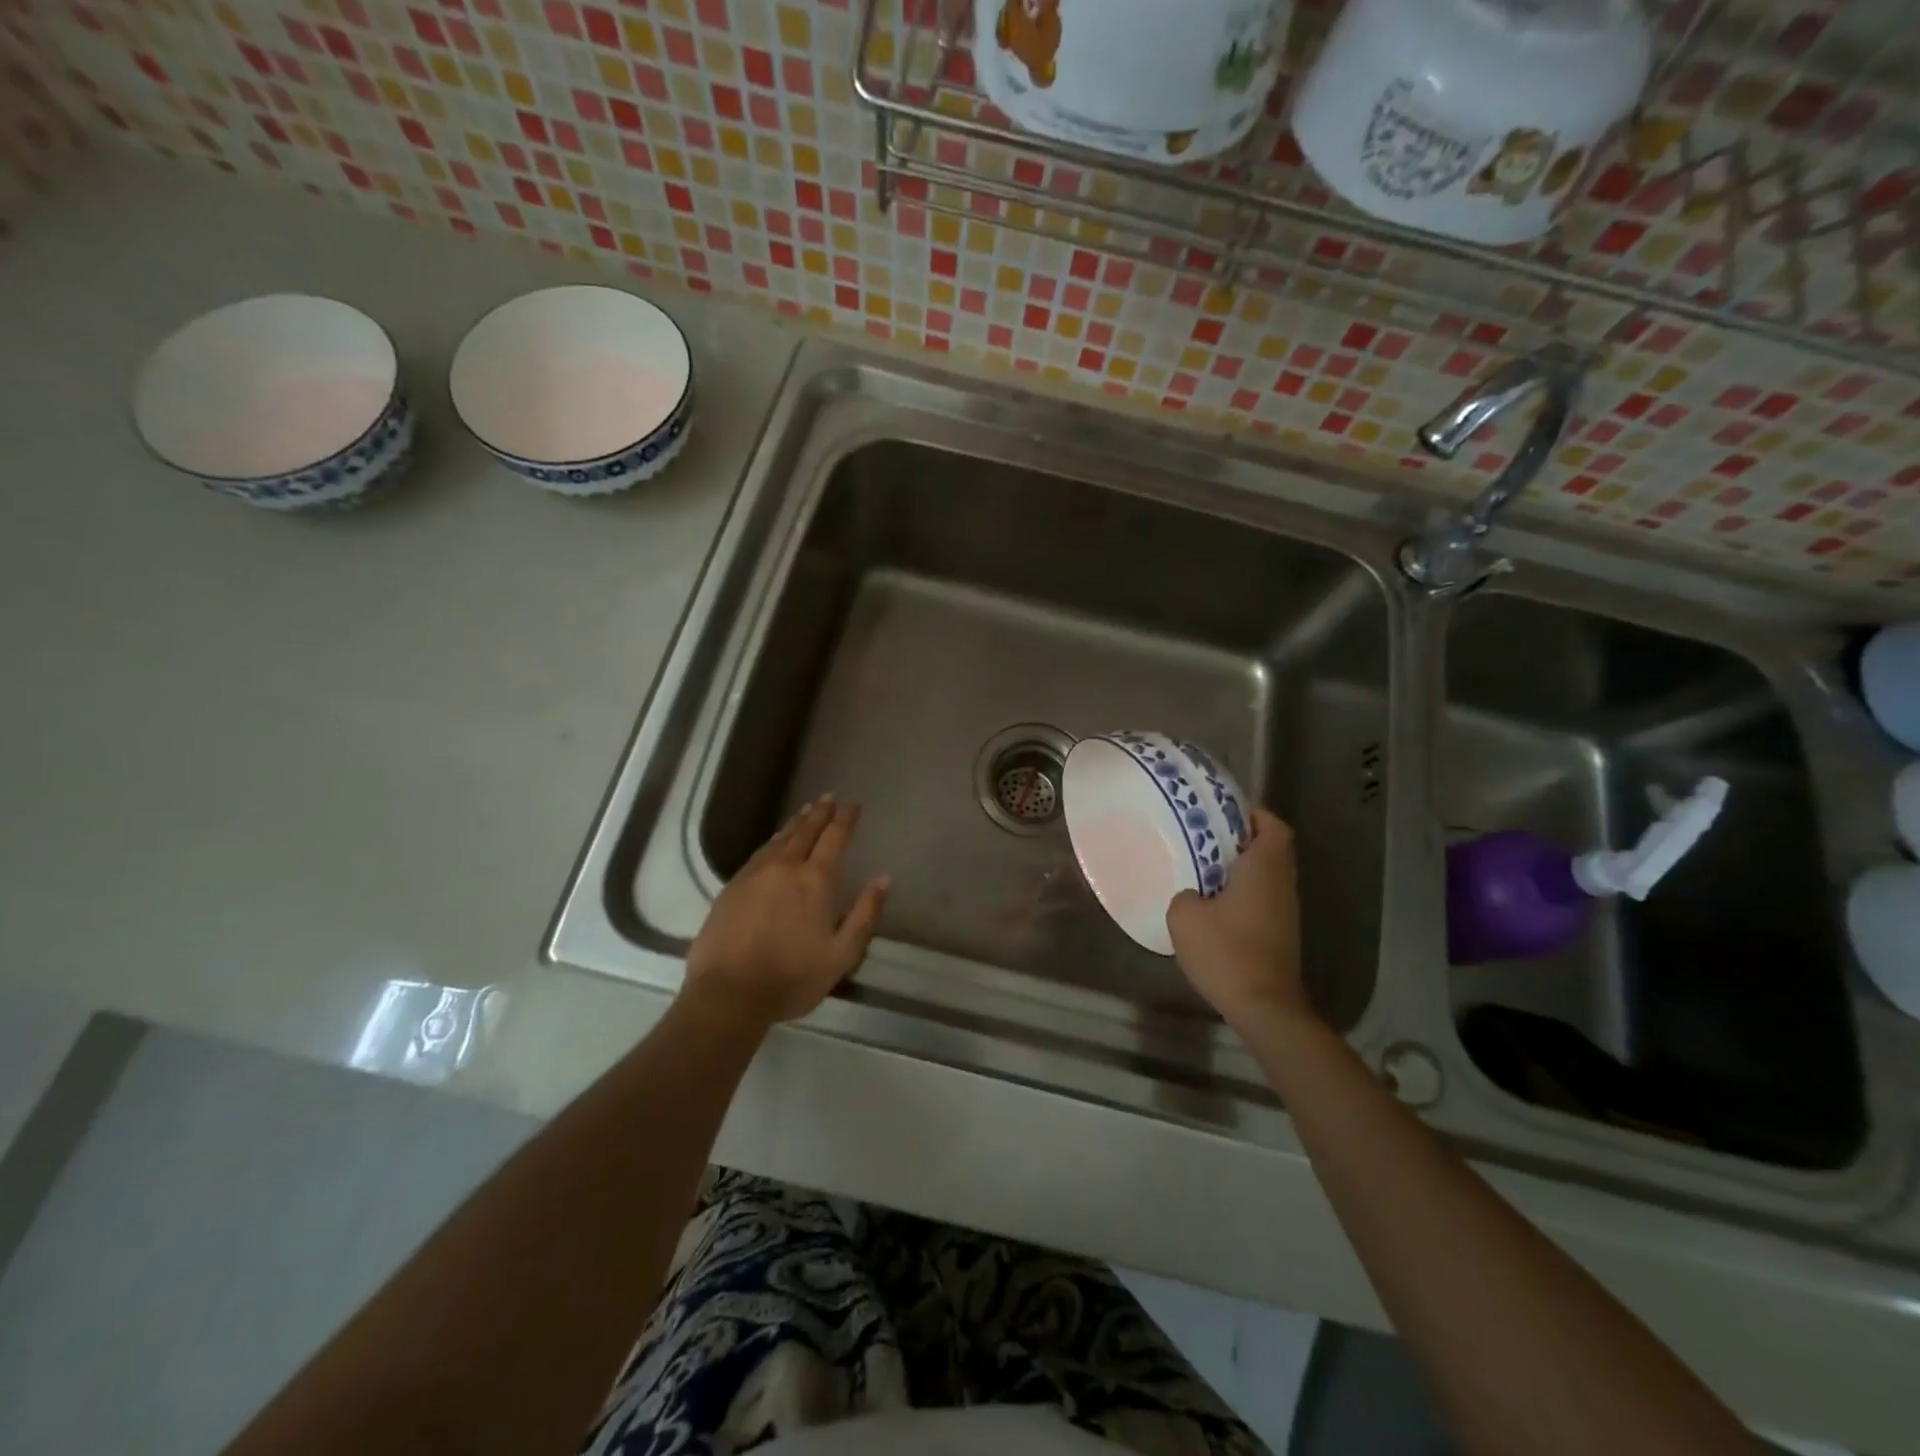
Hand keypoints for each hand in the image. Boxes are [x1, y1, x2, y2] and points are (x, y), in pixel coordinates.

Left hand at [684, 796, 889, 1029]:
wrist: (728, 994)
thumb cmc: (792, 978)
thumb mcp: (842, 954)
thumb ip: (865, 914)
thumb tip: (884, 878)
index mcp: (815, 880)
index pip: (834, 838)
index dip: (845, 819)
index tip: (853, 804)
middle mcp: (785, 868)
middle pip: (806, 832)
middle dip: (820, 813)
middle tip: (829, 798)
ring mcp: (755, 874)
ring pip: (780, 839)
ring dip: (796, 823)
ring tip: (805, 811)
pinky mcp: (732, 887)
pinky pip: (759, 853)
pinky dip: (773, 840)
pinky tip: (775, 842)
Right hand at [1167, 808, 1310, 1029]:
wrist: (1264, 1006)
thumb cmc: (1226, 951)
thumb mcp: (1184, 916)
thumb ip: (1185, 895)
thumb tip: (1193, 896)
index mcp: (1264, 868)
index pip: (1273, 826)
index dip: (1254, 814)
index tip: (1226, 813)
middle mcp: (1283, 885)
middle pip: (1273, 849)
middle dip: (1244, 840)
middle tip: (1209, 839)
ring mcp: (1287, 912)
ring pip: (1269, 876)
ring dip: (1244, 870)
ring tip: (1207, 871)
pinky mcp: (1282, 935)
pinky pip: (1265, 900)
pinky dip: (1246, 895)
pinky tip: (1217, 907)